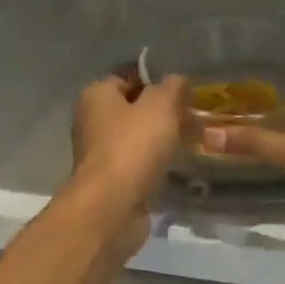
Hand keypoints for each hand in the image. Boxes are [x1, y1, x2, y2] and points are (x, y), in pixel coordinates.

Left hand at [71, 67, 188, 208]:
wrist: (112, 206)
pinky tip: (176, 166)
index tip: (185, 91)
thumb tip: (177, 80)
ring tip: (192, 141)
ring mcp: (99, 153)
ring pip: (137, 137)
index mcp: (96, 95)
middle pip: (133, 108)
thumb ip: (172, 87)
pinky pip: (137, 163)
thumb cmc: (133, 146)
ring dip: (161, 140)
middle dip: (163, 113)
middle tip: (193, 118)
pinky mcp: (109, 180)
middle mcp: (91, 120)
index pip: (128, 77)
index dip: (157, 81)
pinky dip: (155, 164)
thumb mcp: (160, 105)